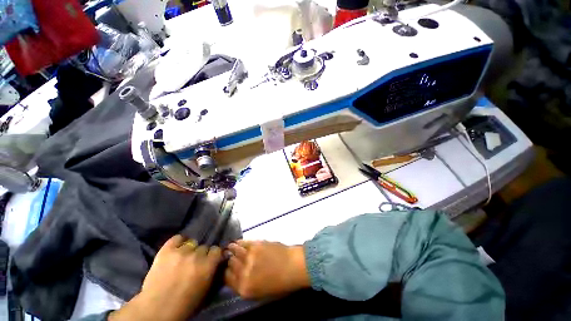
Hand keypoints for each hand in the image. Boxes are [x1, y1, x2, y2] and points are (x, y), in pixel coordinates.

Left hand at [109, 235, 221, 320]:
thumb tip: (216, 261)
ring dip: (189, 250)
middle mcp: (197, 255)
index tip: (209, 260)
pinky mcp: (166, 250)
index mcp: (208, 266)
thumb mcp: (205, 290)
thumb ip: (212, 271)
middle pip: (204, 247)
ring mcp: (181, 252)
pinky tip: (177, 248)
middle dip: (200, 254)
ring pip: (191, 243)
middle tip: (194, 263)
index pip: (216, 250)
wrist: (156, 309)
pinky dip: (178, 241)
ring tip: (183, 258)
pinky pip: (177, 238)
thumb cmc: (184, 305)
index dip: (213, 255)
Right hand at [224, 240, 309, 299]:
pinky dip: (239, 242)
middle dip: (230, 262)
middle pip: (230, 264)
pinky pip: (243, 243)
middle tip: (231, 258)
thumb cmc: (280, 283)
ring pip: (234, 252)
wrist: (293, 266)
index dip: (226, 273)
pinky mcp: (255, 245)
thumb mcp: (260, 292)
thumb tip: (237, 276)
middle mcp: (243, 273)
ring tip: (231, 247)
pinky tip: (237, 242)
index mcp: (244, 288)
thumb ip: (246, 285)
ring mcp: (249, 257)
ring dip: (232, 250)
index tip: (228, 269)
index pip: (227, 279)